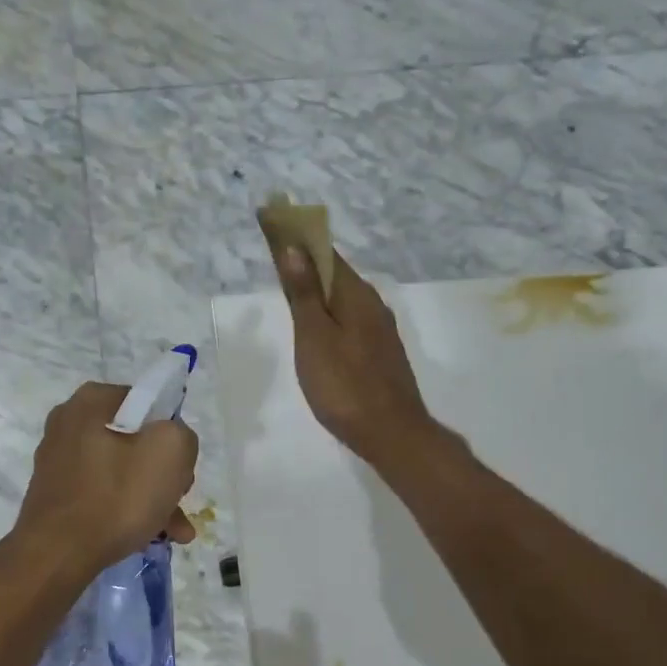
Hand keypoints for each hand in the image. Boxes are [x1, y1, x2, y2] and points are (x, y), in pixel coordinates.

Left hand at [10, 382, 199, 577]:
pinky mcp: (57, 495)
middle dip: (164, 473)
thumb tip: (171, 444)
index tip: (180, 465)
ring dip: (152, 498)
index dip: (172, 434)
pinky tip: (150, 537)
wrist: (57, 555)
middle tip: (178, 499)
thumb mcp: (170, 451)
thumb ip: (182, 435)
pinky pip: (103, 494)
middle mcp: (68, 424)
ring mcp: (59, 461)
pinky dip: (127, 511)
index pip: (148, 404)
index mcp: (91, 401)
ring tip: (175, 531)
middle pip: (136, 441)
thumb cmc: (116, 496)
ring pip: (122, 472)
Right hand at [269, 243, 435, 466]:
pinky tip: (320, 335)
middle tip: (277, 269)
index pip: (327, 254)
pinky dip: (332, 319)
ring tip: (293, 300)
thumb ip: (304, 294)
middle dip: (309, 269)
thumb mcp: (314, 337)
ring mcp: (381, 333)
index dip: (301, 242)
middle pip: (338, 278)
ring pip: (345, 304)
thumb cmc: (344, 385)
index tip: (275, 233)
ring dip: (321, 296)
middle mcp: (374, 306)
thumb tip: (294, 248)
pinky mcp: (381, 357)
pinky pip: (352, 325)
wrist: (390, 433)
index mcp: (357, 296)